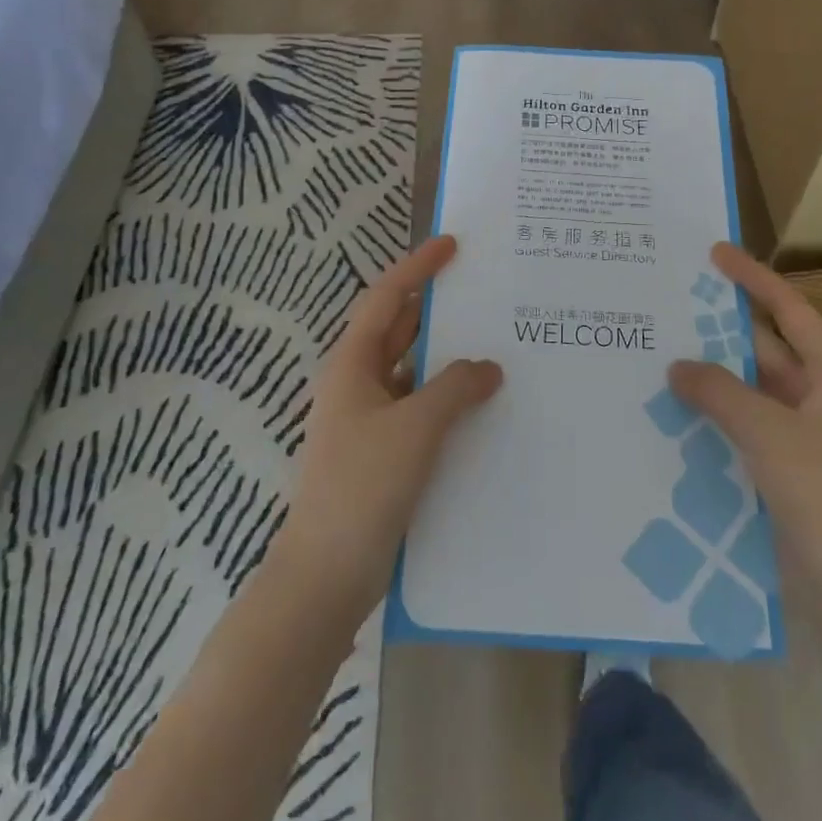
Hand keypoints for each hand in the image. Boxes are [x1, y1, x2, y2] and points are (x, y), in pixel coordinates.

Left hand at [273, 235, 500, 618]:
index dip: (418, 267)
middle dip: (437, 308)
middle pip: (400, 330)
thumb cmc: (362, 487)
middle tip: (485, 292)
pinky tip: (482, 405)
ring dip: (447, 357)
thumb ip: (454, 388)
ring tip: (496, 343)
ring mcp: (369, 420)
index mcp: (353, 365)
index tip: (452, 244)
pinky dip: (447, 398)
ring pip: (413, 372)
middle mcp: (358, 384)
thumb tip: (488, 366)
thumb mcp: (414, 428)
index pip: (387, 299)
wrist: (325, 575)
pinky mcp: (383, 453)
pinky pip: (420, 408)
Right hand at [669, 243, 821, 609]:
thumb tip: (676, 365)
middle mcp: (816, 398)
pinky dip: (709, 416)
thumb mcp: (772, 435)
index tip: (714, 252)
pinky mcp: (780, 471)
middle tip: (666, 305)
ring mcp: (798, 437)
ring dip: (708, 375)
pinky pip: (738, 428)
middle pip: (762, 348)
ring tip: (655, 353)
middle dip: (718, 328)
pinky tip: (668, 413)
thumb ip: (721, 392)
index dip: (753, 278)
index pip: (789, 310)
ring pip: (746, 390)